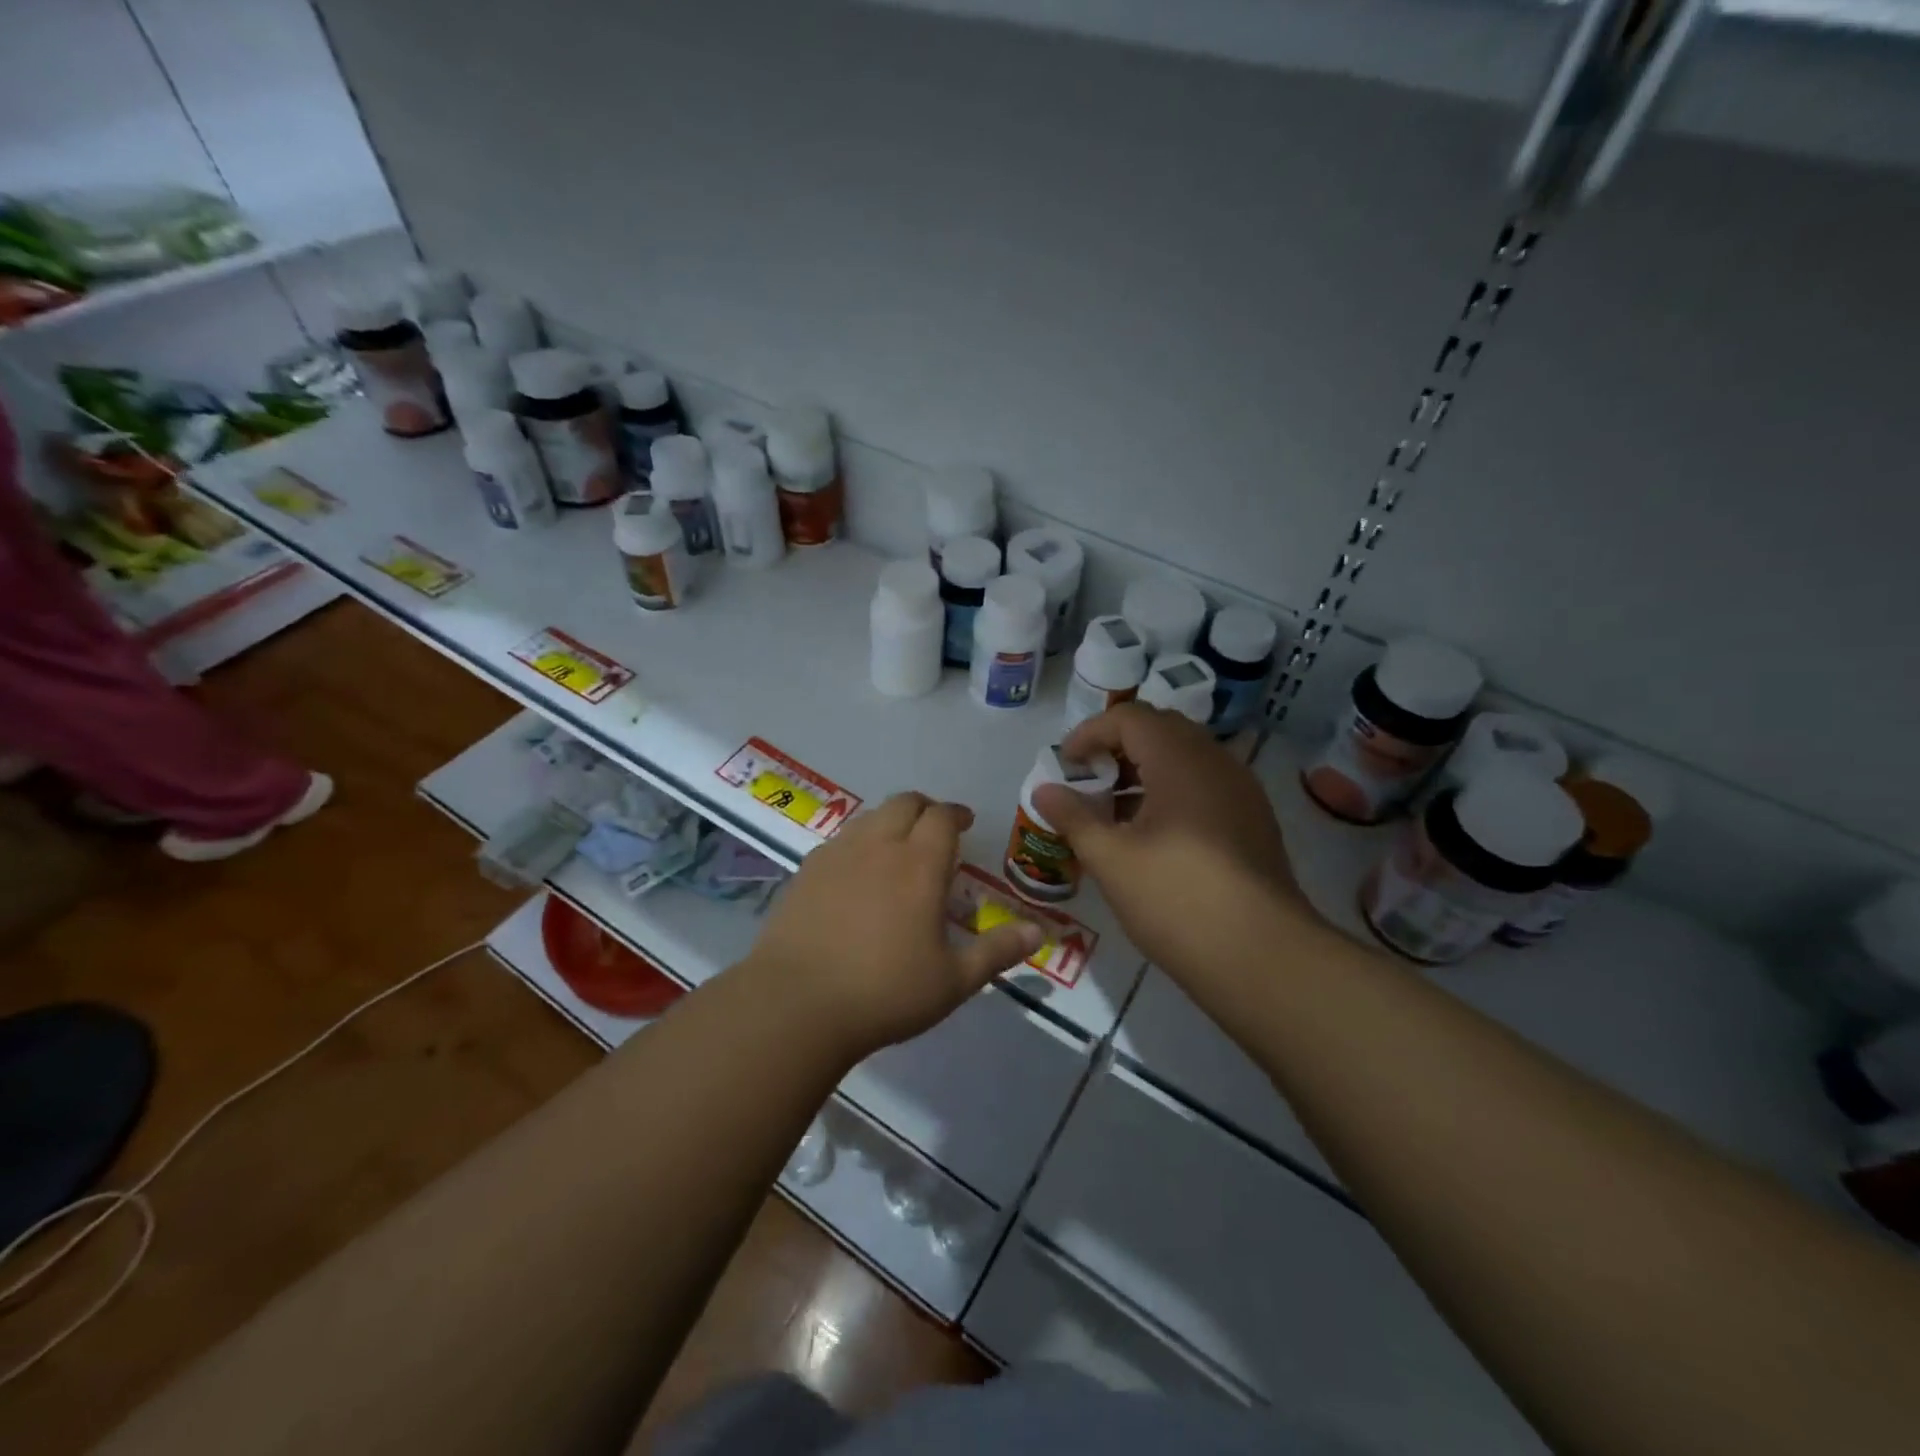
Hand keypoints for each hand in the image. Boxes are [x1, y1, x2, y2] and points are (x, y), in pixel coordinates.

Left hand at [743, 793, 1045, 1059]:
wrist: (796, 1004)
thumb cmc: (885, 992)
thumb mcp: (953, 980)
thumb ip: (997, 951)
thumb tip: (1040, 932)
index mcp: (919, 863)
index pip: (942, 817)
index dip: (956, 814)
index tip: (965, 824)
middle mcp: (879, 845)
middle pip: (905, 803)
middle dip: (925, 809)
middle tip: (936, 831)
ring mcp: (837, 854)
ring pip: (870, 817)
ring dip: (891, 821)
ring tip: (898, 849)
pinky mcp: (806, 870)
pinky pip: (841, 839)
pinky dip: (859, 842)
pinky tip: (858, 873)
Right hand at [1033, 704, 1301, 980]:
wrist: (1263, 958)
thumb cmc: (1177, 899)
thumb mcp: (1111, 859)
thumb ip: (1074, 817)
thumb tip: (1044, 790)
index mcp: (1182, 761)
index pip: (1130, 718)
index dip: (1091, 732)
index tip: (1066, 763)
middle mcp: (1217, 763)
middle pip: (1161, 731)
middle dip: (1117, 748)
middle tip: (1088, 780)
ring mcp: (1242, 792)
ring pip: (1186, 759)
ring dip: (1144, 771)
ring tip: (1112, 811)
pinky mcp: (1253, 821)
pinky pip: (1205, 786)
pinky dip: (1171, 792)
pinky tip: (1152, 835)